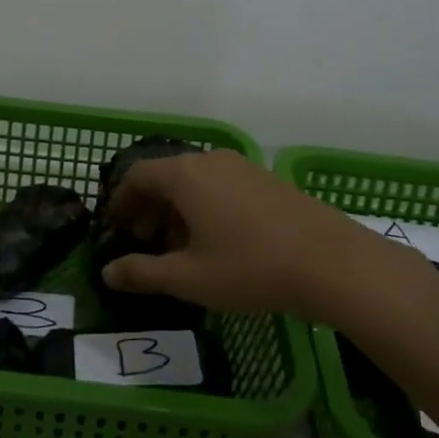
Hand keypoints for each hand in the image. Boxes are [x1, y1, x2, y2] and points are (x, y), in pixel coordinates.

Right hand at [102, 149, 386, 318]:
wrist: (331, 262)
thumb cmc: (249, 267)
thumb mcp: (189, 277)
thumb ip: (142, 273)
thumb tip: (107, 272)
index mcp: (185, 175)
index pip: (137, 175)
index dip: (119, 200)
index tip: (112, 227)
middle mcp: (211, 160)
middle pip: (166, 175)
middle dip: (148, 208)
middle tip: (141, 241)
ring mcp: (242, 167)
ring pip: (195, 181)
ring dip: (176, 210)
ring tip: (177, 248)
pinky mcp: (266, 180)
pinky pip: (220, 186)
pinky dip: (204, 207)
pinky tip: (215, 242)